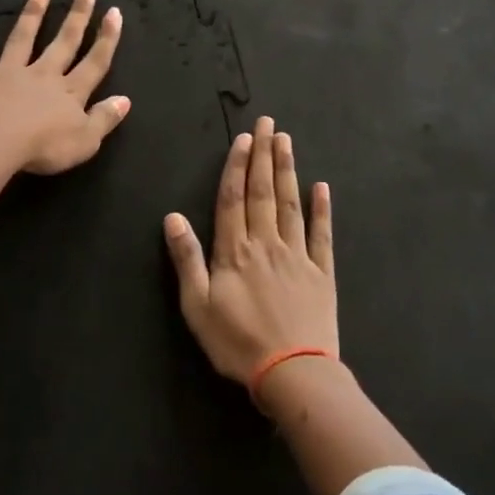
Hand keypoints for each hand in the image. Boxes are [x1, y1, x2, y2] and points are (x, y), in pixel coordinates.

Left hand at [0, 0, 129, 174]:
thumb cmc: (44, 147)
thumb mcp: (86, 141)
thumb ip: (105, 119)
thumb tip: (125, 99)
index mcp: (70, 92)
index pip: (95, 62)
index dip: (107, 38)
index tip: (114, 11)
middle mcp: (42, 75)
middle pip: (64, 41)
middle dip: (78, 15)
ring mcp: (8, 74)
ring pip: (23, 39)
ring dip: (33, 15)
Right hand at [163, 117, 337, 384]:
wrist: (292, 371)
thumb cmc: (236, 342)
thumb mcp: (197, 305)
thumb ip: (187, 259)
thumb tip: (173, 217)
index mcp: (234, 251)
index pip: (234, 199)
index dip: (237, 167)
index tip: (244, 139)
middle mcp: (266, 244)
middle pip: (263, 192)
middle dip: (264, 155)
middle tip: (268, 123)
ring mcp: (297, 256)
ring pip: (290, 204)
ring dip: (288, 171)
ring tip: (287, 141)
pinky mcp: (321, 273)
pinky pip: (322, 234)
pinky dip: (322, 209)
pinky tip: (321, 187)